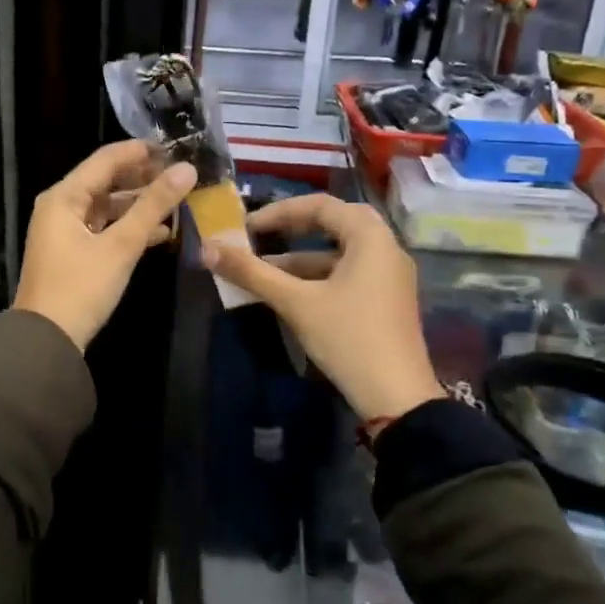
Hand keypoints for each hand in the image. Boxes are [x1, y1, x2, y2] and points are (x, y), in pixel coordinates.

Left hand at [14, 140, 196, 350]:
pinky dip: (129, 228)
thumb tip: (187, 170)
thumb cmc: (81, 287)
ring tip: (177, 201)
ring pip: (108, 206)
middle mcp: (61, 206)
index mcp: (64, 196)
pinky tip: (162, 232)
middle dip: (143, 178)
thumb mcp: (121, 245)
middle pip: (106, 181)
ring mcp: (65, 230)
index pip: (106, 159)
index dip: (141, 152)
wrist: (47, 341)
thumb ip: (153, 206)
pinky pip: (105, 228)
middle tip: (181, 175)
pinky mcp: (73, 252)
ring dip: (139, 204)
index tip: (176, 148)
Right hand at [203, 193, 442, 422]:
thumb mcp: (296, 303)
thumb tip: (207, 248)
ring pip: (339, 252)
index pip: (321, 205)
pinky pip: (348, 272)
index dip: (279, 211)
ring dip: (300, 257)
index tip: (247, 228)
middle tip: (259, 237)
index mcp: (371, 237)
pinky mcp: (386, 300)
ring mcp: (389, 276)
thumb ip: (252, 272)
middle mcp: (386, 248)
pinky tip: (288, 294)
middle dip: (292, 228)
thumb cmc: (348, 338)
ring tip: (261, 271)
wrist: (397, 398)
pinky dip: (317, 276)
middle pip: (334, 223)